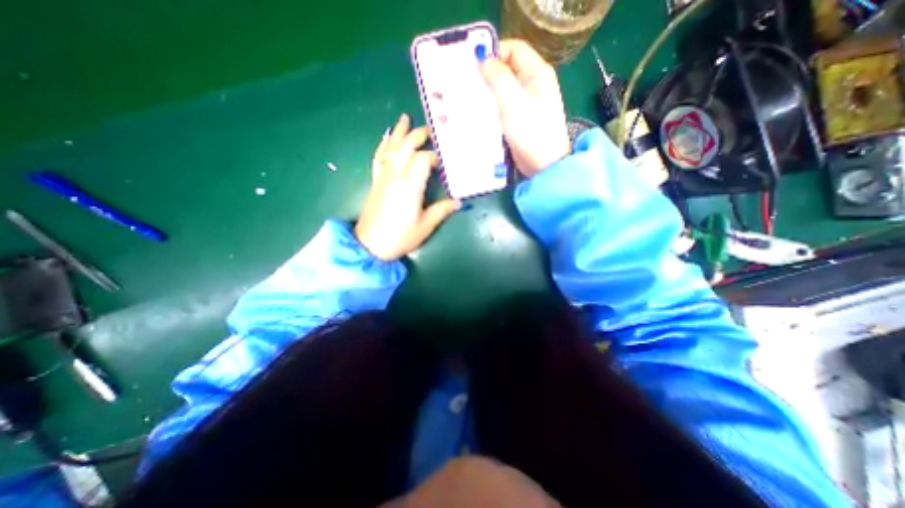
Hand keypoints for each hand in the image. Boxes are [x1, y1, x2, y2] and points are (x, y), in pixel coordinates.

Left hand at [358, 112, 461, 261]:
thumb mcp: (426, 225)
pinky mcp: (375, 181)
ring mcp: (383, 176)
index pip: (423, 159)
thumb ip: (442, 210)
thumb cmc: (400, 236)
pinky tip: (386, 139)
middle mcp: (395, 174)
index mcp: (410, 184)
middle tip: (430, 130)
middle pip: (405, 146)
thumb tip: (458, 201)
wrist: (370, 245)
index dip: (435, 157)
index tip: (444, 162)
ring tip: (405, 118)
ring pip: (390, 147)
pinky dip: (383, 145)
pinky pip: (378, 157)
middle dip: (418, 135)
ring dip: (399, 132)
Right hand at [475, 38, 566, 176]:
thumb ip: (499, 78)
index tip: (474, 67)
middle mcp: (533, 85)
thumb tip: (483, 60)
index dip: (494, 53)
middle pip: (507, 69)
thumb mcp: (513, 102)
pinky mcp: (520, 120)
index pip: (514, 49)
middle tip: (468, 85)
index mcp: (537, 73)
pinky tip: (479, 114)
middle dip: (487, 75)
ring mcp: (527, 104)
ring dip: (487, 93)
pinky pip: (503, 107)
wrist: (543, 165)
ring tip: (470, 100)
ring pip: (503, 89)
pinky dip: (492, 108)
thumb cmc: (531, 132)